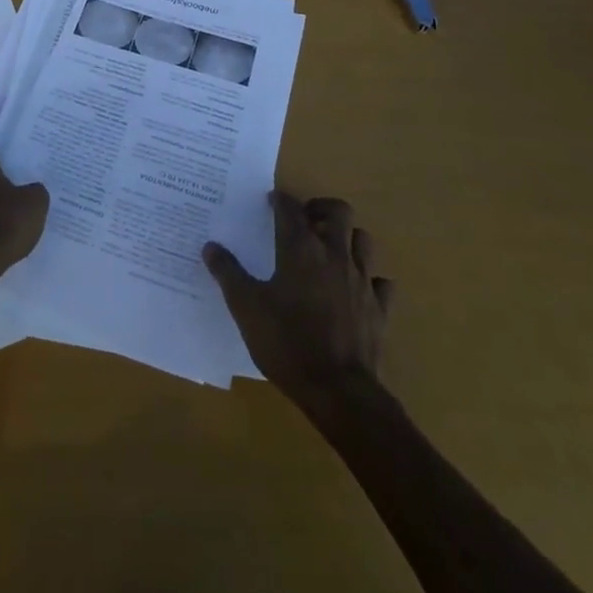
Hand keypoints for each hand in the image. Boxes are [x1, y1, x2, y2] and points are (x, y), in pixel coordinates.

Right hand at [203, 190, 393, 405]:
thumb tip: (210, 246)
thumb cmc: (287, 343)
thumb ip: (228, 273)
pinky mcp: (379, 308)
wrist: (339, 391)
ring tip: (331, 248)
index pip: (291, 209)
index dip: (280, 200)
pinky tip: (357, 288)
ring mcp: (362, 281)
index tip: (271, 201)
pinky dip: (370, 279)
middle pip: (339, 211)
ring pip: (363, 240)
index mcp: (301, 249)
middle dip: (322, 208)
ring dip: (348, 237)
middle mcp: (335, 255)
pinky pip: (381, 283)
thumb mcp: (246, 308)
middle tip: (305, 220)